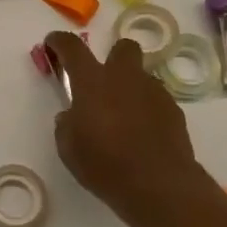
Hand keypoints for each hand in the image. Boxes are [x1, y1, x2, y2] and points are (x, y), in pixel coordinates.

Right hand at [44, 30, 203, 218]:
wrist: (158, 185)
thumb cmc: (104, 164)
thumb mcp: (68, 147)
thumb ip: (67, 123)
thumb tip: (73, 116)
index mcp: (92, 82)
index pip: (72, 47)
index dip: (59, 41)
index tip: (53, 43)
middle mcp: (125, 78)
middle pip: (122, 47)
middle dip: (112, 56)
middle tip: (102, 81)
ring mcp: (153, 91)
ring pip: (141, 75)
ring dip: (130, 87)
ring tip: (123, 116)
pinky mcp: (174, 110)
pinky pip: (156, 99)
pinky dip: (147, 108)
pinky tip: (142, 133)